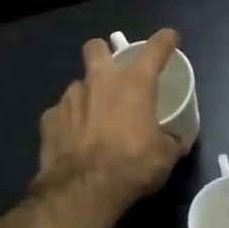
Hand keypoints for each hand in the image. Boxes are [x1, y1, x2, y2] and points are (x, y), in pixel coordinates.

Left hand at [35, 29, 186, 209]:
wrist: (83, 189)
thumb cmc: (132, 166)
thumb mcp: (164, 157)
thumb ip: (172, 141)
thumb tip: (179, 140)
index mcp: (134, 84)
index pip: (155, 49)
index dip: (165, 40)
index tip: (169, 38)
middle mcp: (100, 81)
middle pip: (96, 47)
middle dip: (103, 53)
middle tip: (112, 73)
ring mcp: (70, 97)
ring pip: (78, 85)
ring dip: (87, 96)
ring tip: (93, 121)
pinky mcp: (49, 118)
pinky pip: (61, 113)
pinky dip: (69, 122)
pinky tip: (74, 140)